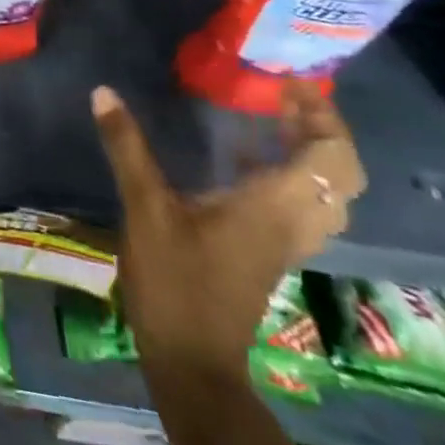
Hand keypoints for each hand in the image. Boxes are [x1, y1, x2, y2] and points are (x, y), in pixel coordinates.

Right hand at [92, 79, 365, 383]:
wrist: (194, 361)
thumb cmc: (175, 282)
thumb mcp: (145, 209)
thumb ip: (128, 148)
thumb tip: (103, 93)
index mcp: (275, 206)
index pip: (330, 157)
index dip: (320, 115)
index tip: (286, 83)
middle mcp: (293, 222)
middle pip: (340, 174)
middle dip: (320, 129)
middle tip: (281, 97)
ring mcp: (285, 241)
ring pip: (326, 192)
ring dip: (309, 152)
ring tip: (270, 118)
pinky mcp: (269, 253)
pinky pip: (301, 204)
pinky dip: (289, 174)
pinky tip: (243, 159)